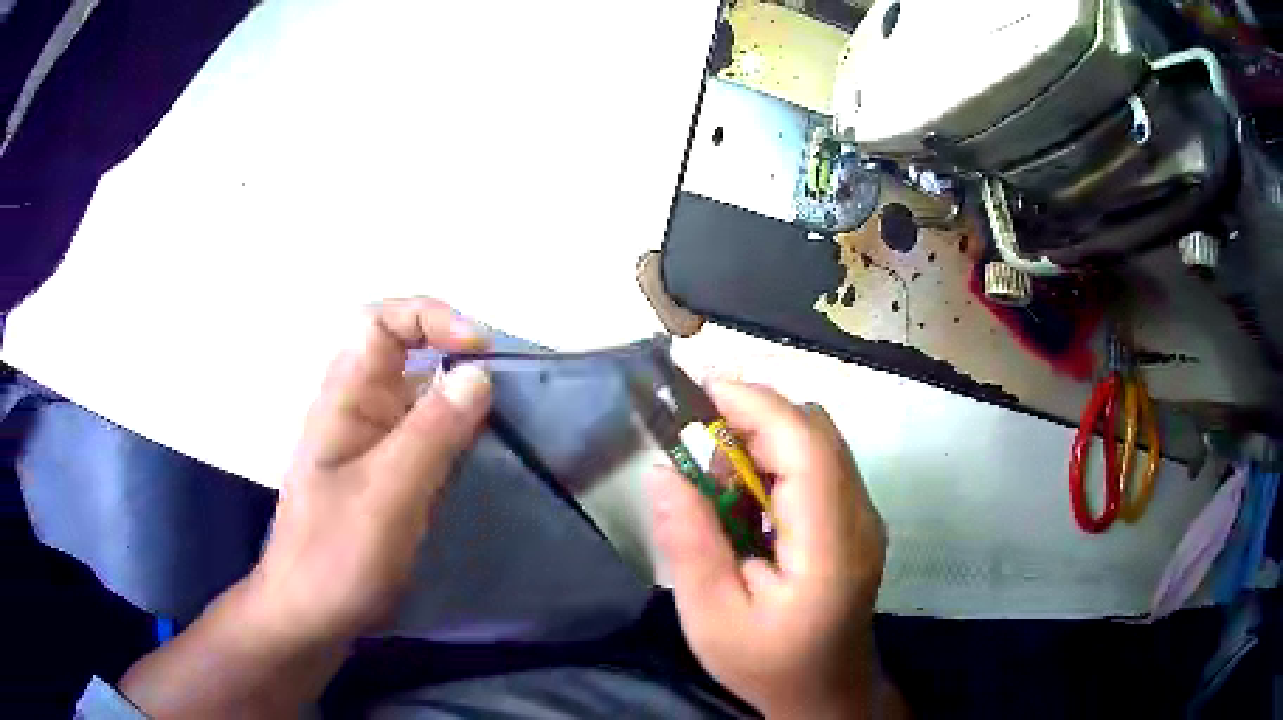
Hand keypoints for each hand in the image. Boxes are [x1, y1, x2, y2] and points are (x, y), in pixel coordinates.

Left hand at [121, 297, 492, 717]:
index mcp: (345, 399)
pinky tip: (494, 460)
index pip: (382, 323)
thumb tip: (479, 375)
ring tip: (516, 424)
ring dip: (468, 401)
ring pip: (426, 399)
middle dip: (460, 358)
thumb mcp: (384, 496)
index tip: (481, 349)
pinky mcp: (392, 477)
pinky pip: (433, 439)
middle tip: (512, 390)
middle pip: (410, 355)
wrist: (310, 617)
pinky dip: (465, 438)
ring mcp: (377, 446)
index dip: (431, 318)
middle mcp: (360, 410)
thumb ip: (429, 435)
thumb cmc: (335, 557)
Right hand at [649, 381, 892, 719]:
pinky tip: (748, 505)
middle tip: (698, 451)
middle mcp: (860, 517)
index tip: (699, 388)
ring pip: (818, 441)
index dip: (756, 405)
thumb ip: (690, 543)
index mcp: (831, 546)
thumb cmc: (767, 662)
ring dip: (763, 441)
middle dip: (753, 420)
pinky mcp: (856, 519)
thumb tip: (665, 469)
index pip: (806, 446)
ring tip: (720, 490)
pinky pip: (819, 465)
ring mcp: (864, 516)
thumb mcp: (711, 616)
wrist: (823, 690)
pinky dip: (776, 462)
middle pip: (816, 431)